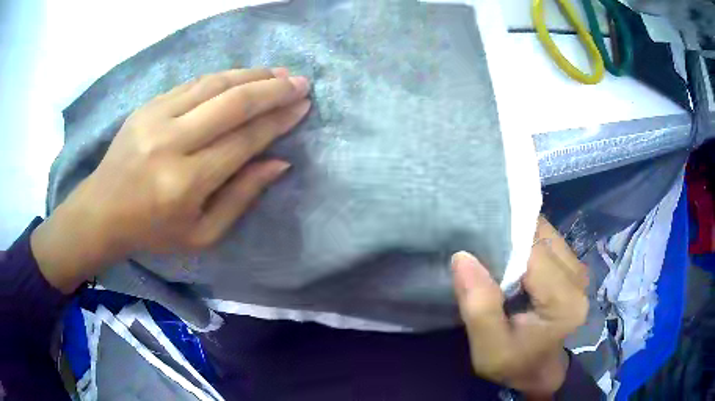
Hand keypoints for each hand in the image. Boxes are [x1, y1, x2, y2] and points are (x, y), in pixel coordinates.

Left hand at [32, 68, 310, 292]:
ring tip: (278, 73)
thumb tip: (278, 163)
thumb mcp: (202, 235)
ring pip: (214, 84)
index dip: (278, 120)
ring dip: (252, 75)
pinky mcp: (148, 105)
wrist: (102, 210)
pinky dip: (224, 76)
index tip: (302, 106)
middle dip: (273, 89)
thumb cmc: (153, 231)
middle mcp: (172, 143)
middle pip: (232, 103)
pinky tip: (242, 75)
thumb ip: (241, 197)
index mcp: (186, 183)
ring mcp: (156, 118)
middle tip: (300, 82)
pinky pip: (193, 83)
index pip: (244, 140)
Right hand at [452, 217, 588, 397]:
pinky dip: (525, 244)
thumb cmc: (514, 364)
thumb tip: (463, 257)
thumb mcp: (488, 349)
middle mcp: (578, 278)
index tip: (475, 248)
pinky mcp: (572, 267)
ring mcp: (578, 269)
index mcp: (564, 301)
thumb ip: (478, 308)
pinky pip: (546, 241)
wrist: (538, 371)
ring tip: (495, 258)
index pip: (532, 252)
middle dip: (509, 238)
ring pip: (543, 234)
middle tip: (482, 253)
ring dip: (517, 240)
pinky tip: (511, 261)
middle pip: (540, 236)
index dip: (502, 244)